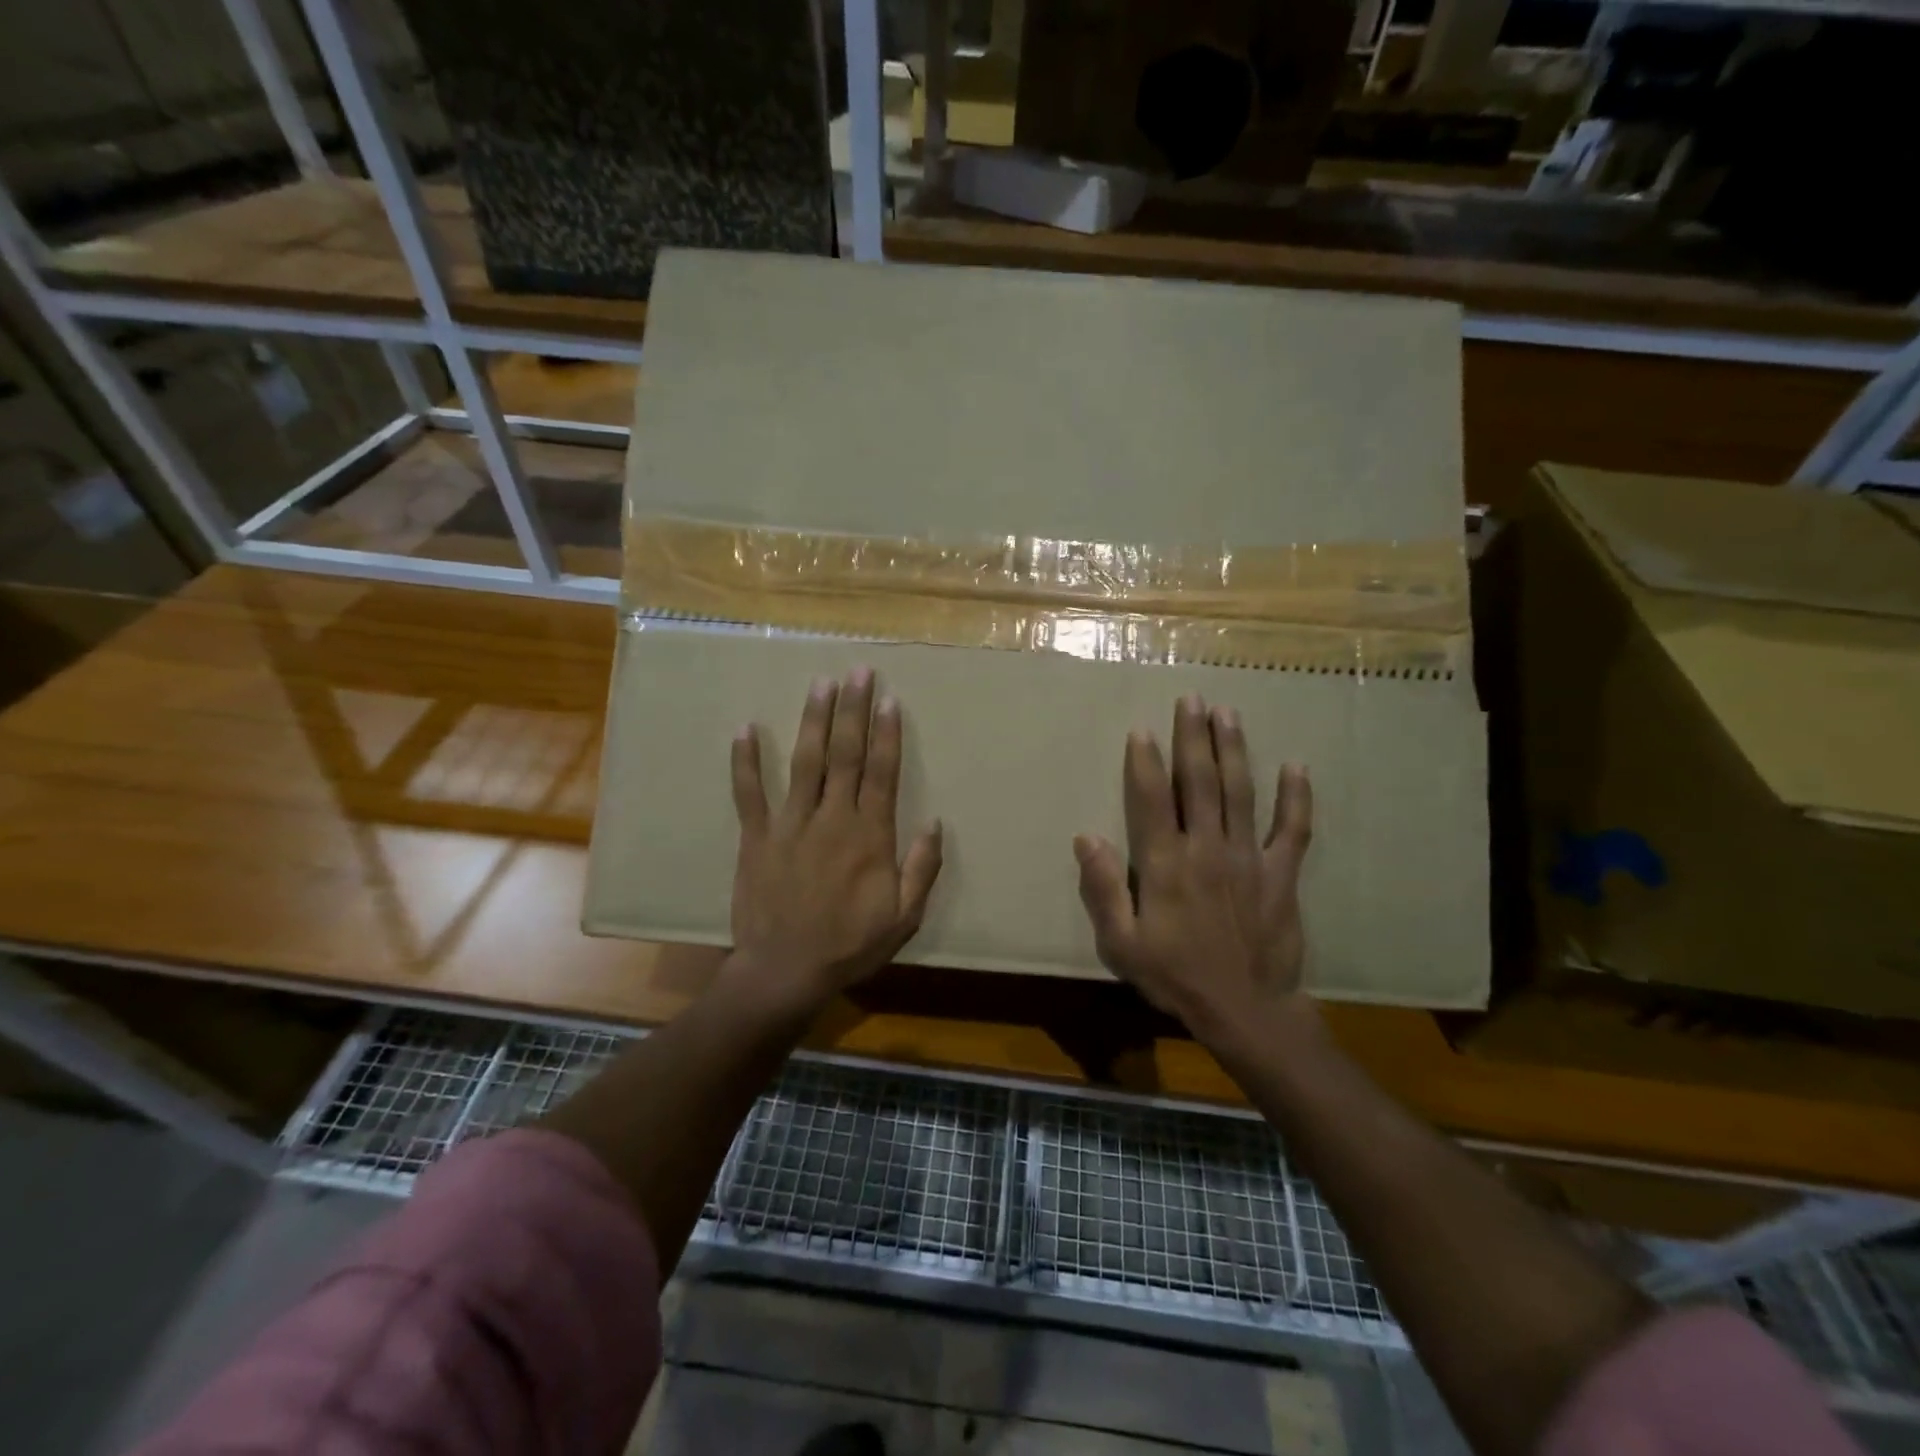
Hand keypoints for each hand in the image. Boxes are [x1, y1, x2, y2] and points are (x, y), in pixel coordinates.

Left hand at [727, 667, 942, 1020]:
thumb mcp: (904, 917)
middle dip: (853, 710)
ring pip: (805, 762)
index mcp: (869, 835)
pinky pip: (749, 793)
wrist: (785, 971)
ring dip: (813, 720)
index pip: (882, 772)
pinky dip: (745, 761)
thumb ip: (921, 868)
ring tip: (820, 684)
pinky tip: (745, 729)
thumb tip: (935, 822)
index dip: (887, 733)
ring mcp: (790, 824)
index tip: (890, 699)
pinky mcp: (756, 837)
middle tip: (858, 672)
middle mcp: (832, 818)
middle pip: (846, 754)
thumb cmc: (849, 945)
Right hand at [1074, 694, 1313, 1040]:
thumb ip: (1103, 889)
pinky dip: (1296, 798)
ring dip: (1233, 750)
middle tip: (1192, 699)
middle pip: (1199, 782)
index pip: (1152, 799)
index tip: (1141, 729)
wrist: (1246, 1011)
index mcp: (1166, 864)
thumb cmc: (1176, 977)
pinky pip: (1292, 830)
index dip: (1144, 762)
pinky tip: (1297, 767)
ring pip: (1240, 792)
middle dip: (1193, 737)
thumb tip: (1086, 837)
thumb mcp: (1122, 943)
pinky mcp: (1281, 874)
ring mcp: (1248, 858)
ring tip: (1228, 713)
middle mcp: (1207, 849)